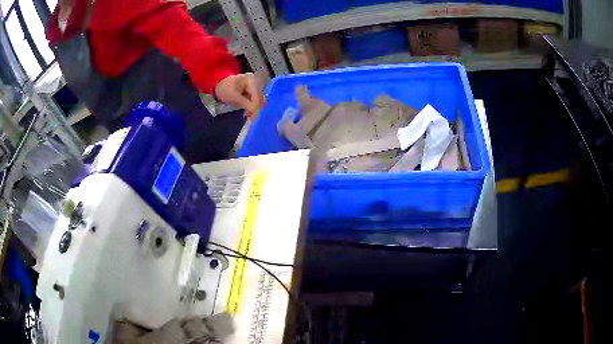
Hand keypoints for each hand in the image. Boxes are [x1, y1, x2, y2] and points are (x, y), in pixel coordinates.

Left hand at [215, 73, 264, 119]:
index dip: (256, 108)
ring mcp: (255, 85)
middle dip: (255, 108)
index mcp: (252, 80)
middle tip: (250, 118)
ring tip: (248, 114)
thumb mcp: (234, 97)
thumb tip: (255, 112)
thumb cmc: (225, 89)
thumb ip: (246, 104)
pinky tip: (247, 109)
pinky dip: (252, 105)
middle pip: (260, 98)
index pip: (257, 96)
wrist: (219, 83)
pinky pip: (256, 99)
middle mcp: (256, 81)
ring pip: (259, 99)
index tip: (253, 118)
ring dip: (254, 107)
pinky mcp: (253, 89)